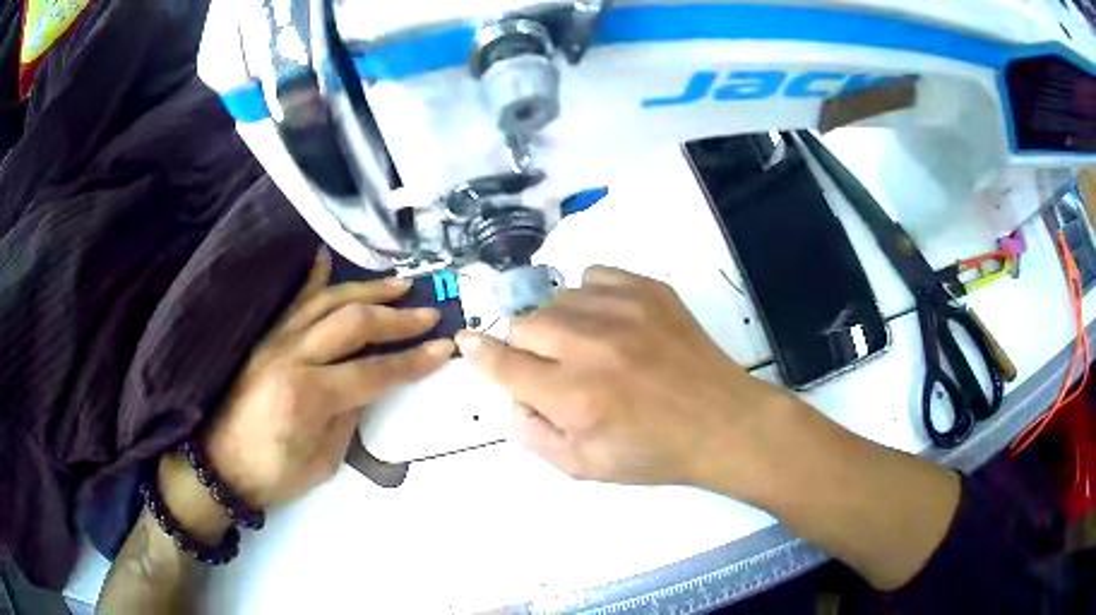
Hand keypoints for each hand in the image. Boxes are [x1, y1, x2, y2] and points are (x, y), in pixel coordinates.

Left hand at [204, 252, 453, 508]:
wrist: (219, 466)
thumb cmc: (273, 474)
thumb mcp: (323, 461)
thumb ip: (350, 418)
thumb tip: (369, 386)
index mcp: (309, 396)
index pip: (373, 371)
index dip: (412, 361)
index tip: (442, 349)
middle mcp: (291, 357)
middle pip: (352, 324)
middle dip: (396, 319)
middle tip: (428, 314)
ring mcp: (274, 341)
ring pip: (326, 302)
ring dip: (366, 291)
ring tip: (398, 284)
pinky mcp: (263, 339)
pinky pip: (291, 302)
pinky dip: (311, 279)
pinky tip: (325, 259)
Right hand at [456, 266, 799, 495]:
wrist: (722, 422)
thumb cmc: (653, 452)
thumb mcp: (584, 467)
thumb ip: (532, 435)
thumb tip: (511, 397)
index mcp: (573, 395)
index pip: (504, 363)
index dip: (480, 353)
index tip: (469, 342)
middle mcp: (591, 345)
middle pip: (524, 324)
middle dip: (526, 348)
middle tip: (552, 367)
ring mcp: (623, 310)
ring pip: (556, 299)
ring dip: (558, 324)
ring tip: (585, 346)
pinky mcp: (649, 290)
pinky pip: (594, 276)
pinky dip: (589, 298)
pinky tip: (608, 322)